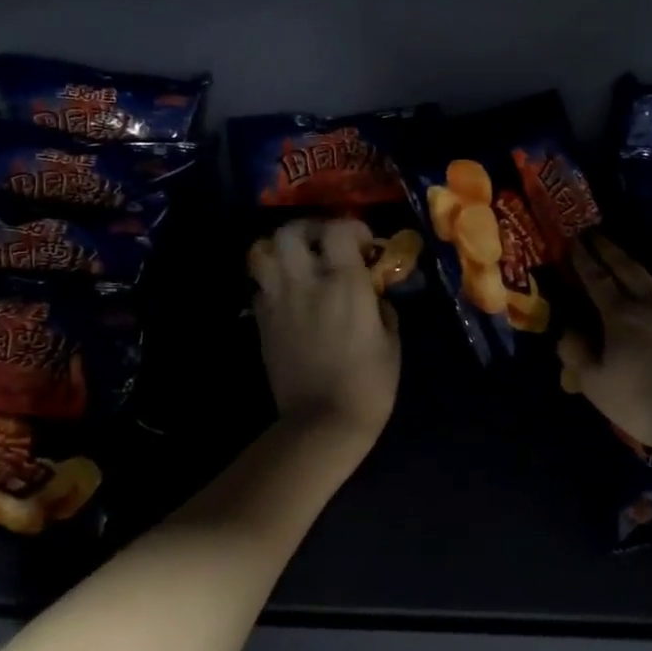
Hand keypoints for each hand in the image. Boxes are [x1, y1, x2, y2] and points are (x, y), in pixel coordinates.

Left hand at [249, 218, 400, 446]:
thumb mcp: (391, 343)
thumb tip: (374, 295)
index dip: (351, 227)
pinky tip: (288, 297)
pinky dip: (272, 284)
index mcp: (344, 284)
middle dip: (308, 229)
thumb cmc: (369, 385)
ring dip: (281, 252)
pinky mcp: (262, 323)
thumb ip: (382, 309)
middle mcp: (306, 283)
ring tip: (298, 263)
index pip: (338, 230)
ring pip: (264, 254)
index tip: (363, 243)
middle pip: (290, 232)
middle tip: (323, 243)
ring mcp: (278, 302)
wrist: (322, 423)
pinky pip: (260, 288)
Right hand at [559, 228, 651, 452]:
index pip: (596, 281)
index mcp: (621, 318)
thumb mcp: (597, 387)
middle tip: (599, 229)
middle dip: (611, 247)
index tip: (575, 241)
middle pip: (630, 267)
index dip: (584, 260)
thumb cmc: (648, 407)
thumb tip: (566, 330)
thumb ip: (577, 355)